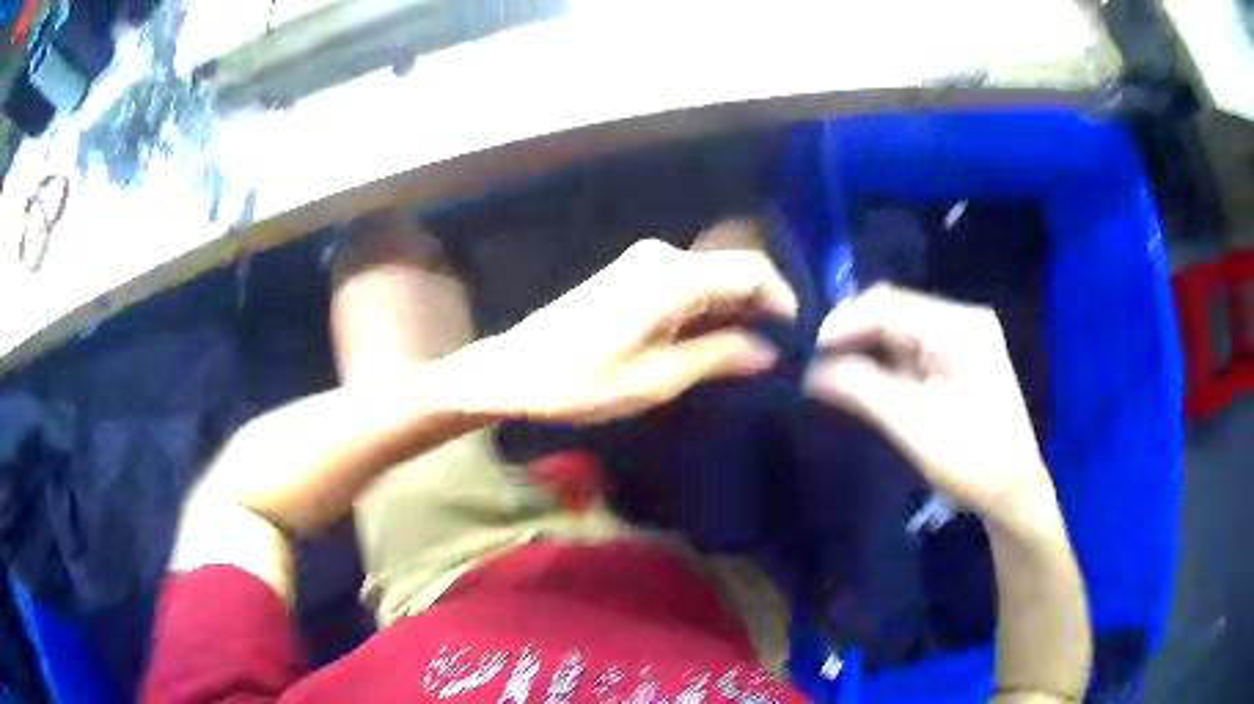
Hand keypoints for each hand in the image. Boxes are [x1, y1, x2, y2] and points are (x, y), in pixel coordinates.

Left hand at [468, 238, 796, 423]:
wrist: (515, 370)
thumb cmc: (582, 382)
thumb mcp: (657, 379)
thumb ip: (717, 357)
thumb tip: (767, 351)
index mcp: (673, 278)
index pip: (750, 271)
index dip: (781, 299)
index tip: (796, 336)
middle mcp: (662, 257)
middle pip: (732, 268)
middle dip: (760, 304)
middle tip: (778, 348)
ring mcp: (643, 262)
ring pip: (710, 275)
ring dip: (735, 306)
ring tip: (752, 349)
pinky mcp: (630, 273)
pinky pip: (686, 281)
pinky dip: (708, 305)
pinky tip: (714, 337)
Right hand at [804, 285, 1054, 524]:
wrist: (1014, 489)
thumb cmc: (971, 463)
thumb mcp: (913, 428)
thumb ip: (862, 390)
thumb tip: (811, 370)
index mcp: (960, 330)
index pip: (888, 306)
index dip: (842, 323)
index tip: (807, 353)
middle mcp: (964, 318)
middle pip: (895, 308)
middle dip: (853, 332)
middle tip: (816, 364)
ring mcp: (966, 333)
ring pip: (901, 323)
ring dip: (867, 344)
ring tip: (833, 371)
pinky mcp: (963, 351)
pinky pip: (914, 341)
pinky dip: (887, 356)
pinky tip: (867, 376)